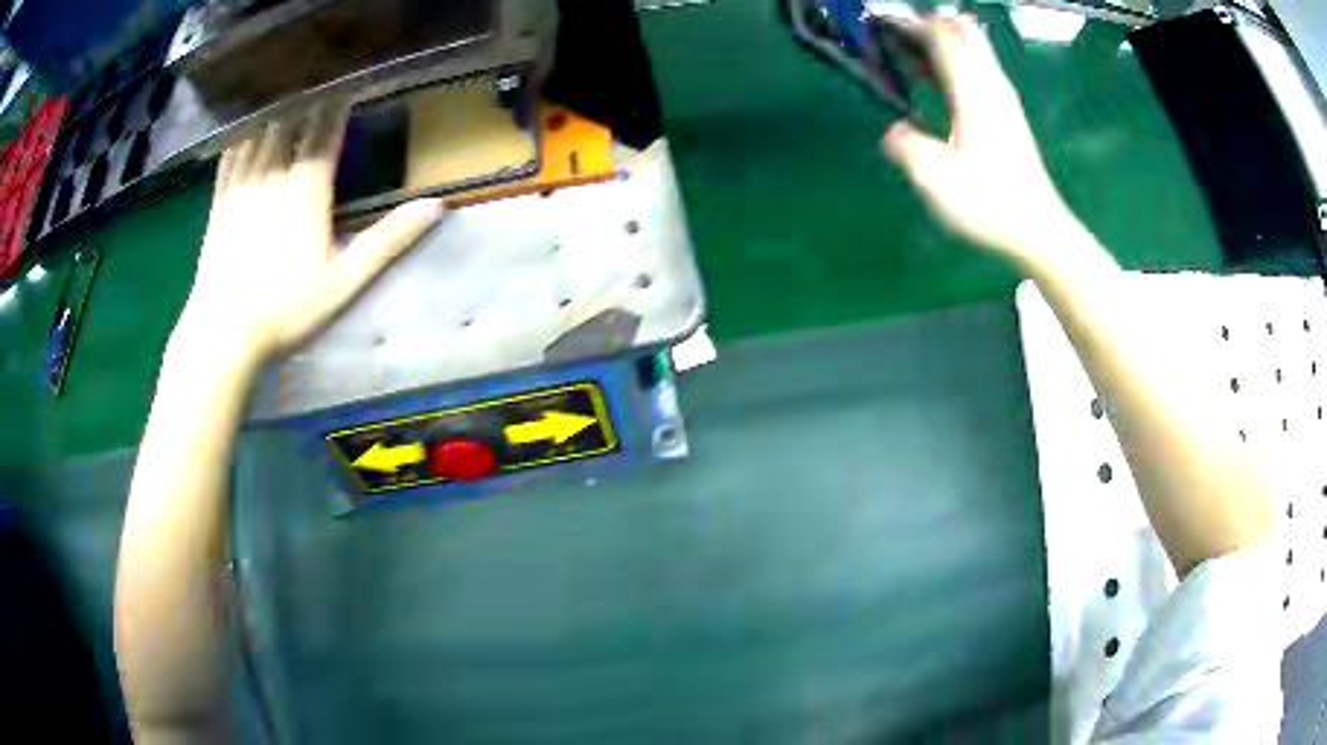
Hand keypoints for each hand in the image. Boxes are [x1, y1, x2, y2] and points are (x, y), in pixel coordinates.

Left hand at [178, 105, 441, 368]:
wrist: (224, 332)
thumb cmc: (287, 309)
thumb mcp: (345, 280)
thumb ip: (387, 240)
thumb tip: (436, 205)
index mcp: (307, 190)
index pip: (325, 133)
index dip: (337, 109)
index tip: (347, 91)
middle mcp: (274, 176)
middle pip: (292, 124)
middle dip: (307, 106)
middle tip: (319, 94)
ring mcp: (242, 186)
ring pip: (262, 133)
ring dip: (277, 114)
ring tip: (287, 103)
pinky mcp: (219, 201)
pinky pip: (232, 155)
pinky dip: (244, 136)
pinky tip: (248, 132)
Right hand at [882, 15, 1080, 263]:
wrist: (1038, 231)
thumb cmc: (989, 203)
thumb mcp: (934, 177)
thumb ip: (905, 144)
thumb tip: (894, 130)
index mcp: (972, 90)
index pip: (940, 35)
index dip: (908, 25)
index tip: (879, 30)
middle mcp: (990, 84)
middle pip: (962, 30)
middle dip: (928, 26)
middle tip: (897, 43)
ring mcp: (1003, 98)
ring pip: (973, 47)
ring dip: (941, 44)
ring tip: (910, 61)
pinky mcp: (1008, 114)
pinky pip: (979, 69)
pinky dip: (954, 65)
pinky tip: (936, 87)